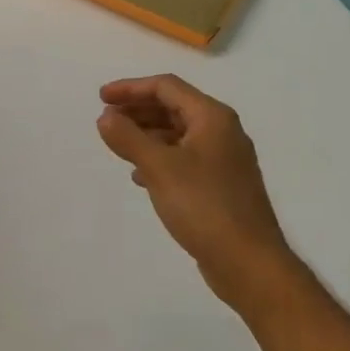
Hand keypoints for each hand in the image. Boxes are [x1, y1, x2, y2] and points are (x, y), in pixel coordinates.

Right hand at [97, 74, 291, 317]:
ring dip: (147, 134)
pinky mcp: (221, 186)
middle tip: (106, 119)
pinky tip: (140, 177)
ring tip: (118, 145)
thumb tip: (106, 117)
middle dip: (138, 110)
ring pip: (178, 134)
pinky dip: (159, 158)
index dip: (131, 88)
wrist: (248, 262)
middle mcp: (222, 132)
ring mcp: (224, 160)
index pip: (166, 88)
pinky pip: (184, 159)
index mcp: (212, 118)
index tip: (101, 99)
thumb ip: (129, 138)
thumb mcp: (159, 168)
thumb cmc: (204, 206)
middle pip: (174, 108)